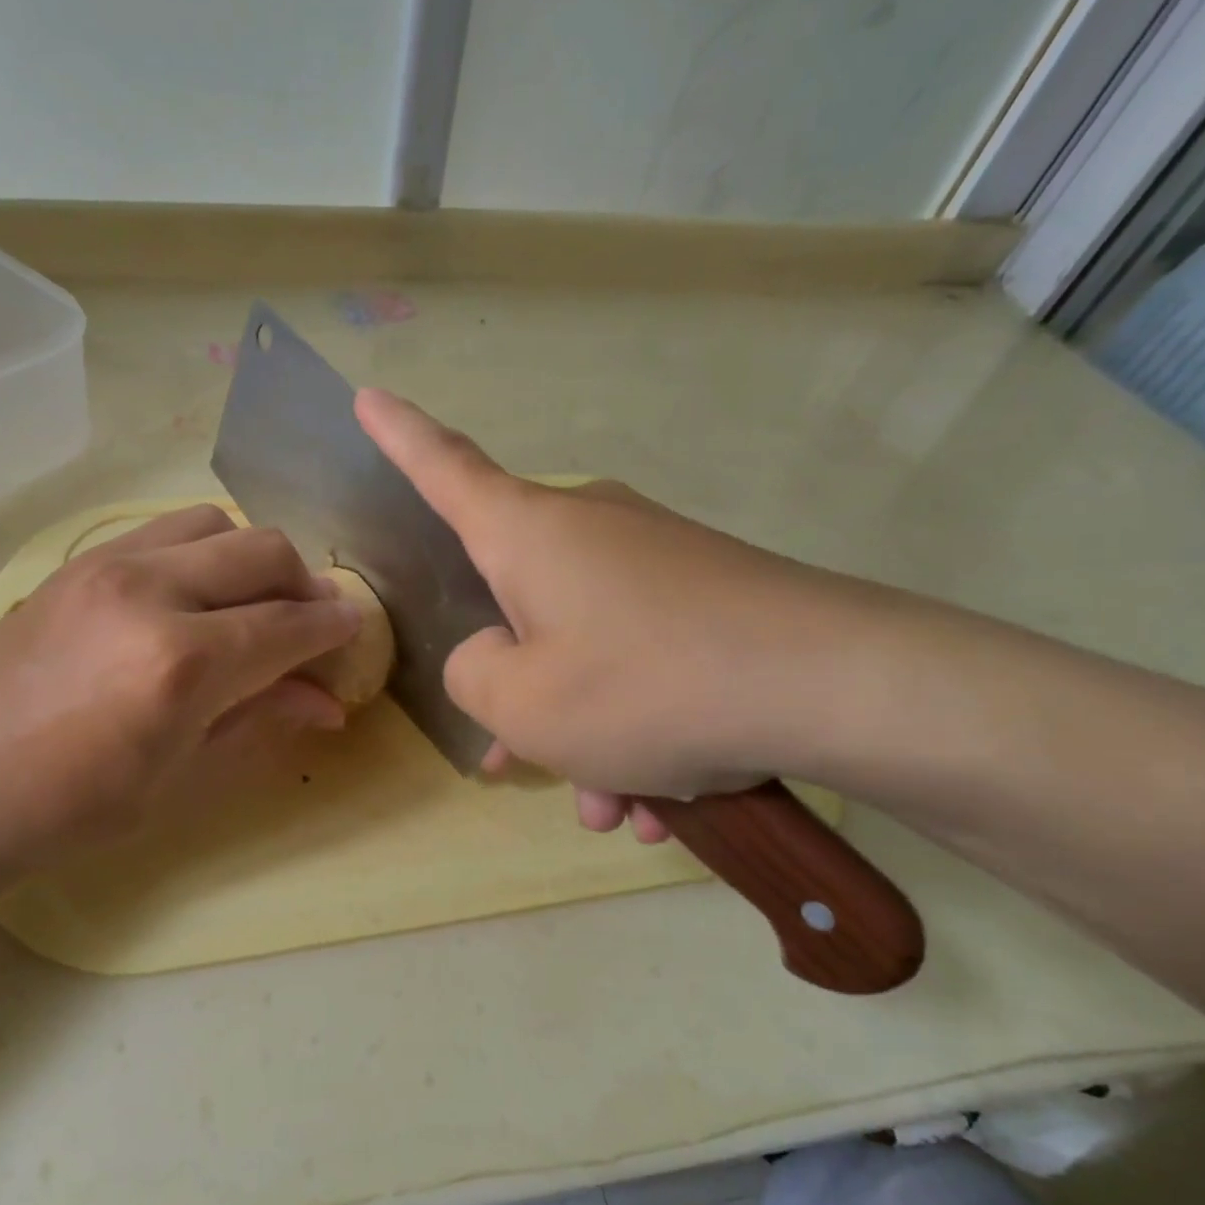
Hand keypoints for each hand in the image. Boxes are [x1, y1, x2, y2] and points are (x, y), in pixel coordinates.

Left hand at [0, 505, 357, 882]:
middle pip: (264, 552)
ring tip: (252, 603)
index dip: (334, 628)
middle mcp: (153, 592)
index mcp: (183, 663)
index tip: (355, 633)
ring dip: (253, 558)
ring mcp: (111, 563)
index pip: (289, 625)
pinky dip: (203, 549)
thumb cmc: (70, 807)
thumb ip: (260, 720)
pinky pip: (166, 528)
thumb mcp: (180, 777)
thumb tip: (328, 702)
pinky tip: (197, 592)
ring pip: (217, 523)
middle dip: (305, 584)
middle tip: (310, 624)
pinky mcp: (81, 559)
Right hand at [356, 388, 880, 832]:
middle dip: (516, 690)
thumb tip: (492, 657)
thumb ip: (473, 677)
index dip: (399, 436)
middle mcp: (587, 532)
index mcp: (527, 534)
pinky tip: (669, 802)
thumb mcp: (523, 704)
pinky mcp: (707, 600)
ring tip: (618, 808)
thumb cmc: (646, 685)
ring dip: (588, 736)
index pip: (444, 468)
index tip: (368, 396)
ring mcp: (653, 564)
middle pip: (518, 604)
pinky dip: (641, 730)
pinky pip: (643, 664)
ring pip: (586, 652)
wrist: (836, 686)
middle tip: (519, 766)